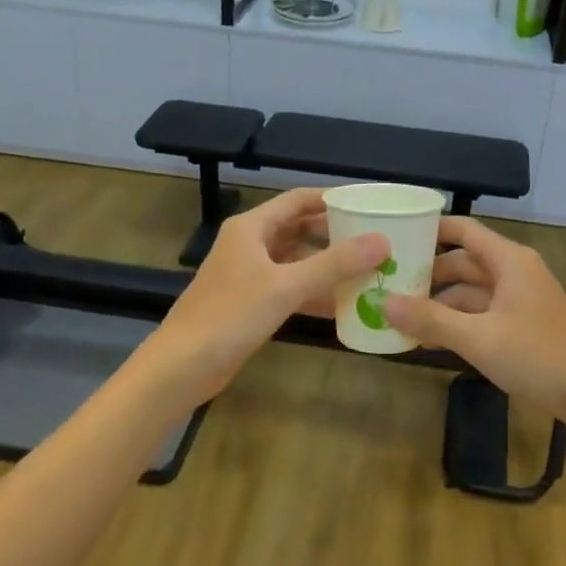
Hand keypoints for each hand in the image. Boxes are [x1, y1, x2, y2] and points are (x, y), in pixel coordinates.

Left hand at [153, 188, 387, 400]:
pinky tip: (343, 304)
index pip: (298, 200)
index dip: (332, 199)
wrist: (183, 366)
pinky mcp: (250, 304)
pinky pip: (290, 288)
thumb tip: (382, 241)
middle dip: (335, 235)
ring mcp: (249, 275)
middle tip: (375, 240)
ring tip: (368, 270)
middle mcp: (250, 245)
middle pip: (299, 229)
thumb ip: (335, 263)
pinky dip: (314, 292)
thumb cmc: (231, 315)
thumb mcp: (286, 286)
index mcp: (251, 227)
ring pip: (296, 261)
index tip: (368, 205)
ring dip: (328, 266)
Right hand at [381, 217, 565, 423]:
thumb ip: (431, 319)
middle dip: (427, 274)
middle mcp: (514, 272)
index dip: (430, 230)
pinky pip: (482, 314)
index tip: (394, 237)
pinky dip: (457, 322)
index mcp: (508, 261)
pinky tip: (430, 338)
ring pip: (471, 292)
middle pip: (463, 262)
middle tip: (386, 283)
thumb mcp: (479, 338)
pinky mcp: (522, 326)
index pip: (463, 231)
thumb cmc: (538, 356)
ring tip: (399, 317)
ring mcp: (519, 300)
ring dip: (439, 304)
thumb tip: (384, 302)